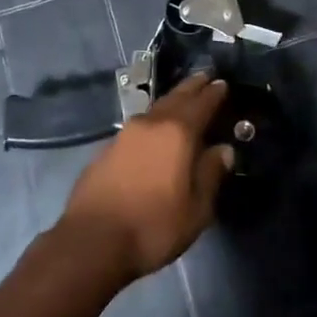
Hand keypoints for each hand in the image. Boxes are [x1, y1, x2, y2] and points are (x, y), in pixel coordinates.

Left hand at [58, 74, 233, 282]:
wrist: (93, 240)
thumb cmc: (153, 226)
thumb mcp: (196, 209)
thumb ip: (210, 174)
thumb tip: (223, 150)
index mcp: (177, 133)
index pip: (201, 104)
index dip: (214, 94)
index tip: (223, 83)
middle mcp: (150, 124)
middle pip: (175, 98)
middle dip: (192, 87)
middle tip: (205, 77)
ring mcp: (125, 134)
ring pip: (155, 109)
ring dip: (171, 101)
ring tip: (183, 99)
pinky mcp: (107, 149)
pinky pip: (139, 126)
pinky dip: (153, 121)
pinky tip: (155, 130)